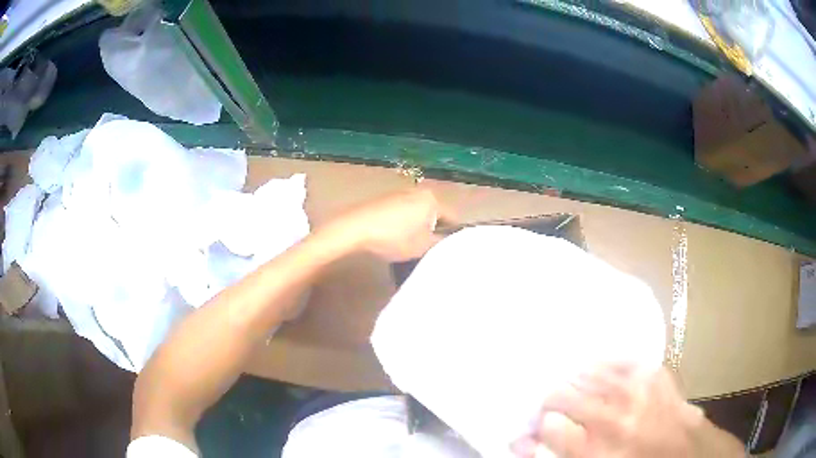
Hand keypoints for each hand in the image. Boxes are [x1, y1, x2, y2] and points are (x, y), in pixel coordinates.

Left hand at [324, 188, 454, 261]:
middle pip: (434, 215)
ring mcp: (399, 194)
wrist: (355, 229)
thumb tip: (451, 244)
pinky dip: (403, 226)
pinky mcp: (383, 201)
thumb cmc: (394, 237)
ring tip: (414, 248)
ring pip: (417, 215)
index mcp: (432, 199)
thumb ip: (442, 244)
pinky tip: (396, 239)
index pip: (453, 219)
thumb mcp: (423, 247)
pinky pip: (401, 214)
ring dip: (418, 229)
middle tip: (433, 252)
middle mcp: (418, 191)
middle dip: (435, 232)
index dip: (454, 237)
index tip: (451, 252)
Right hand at [512, 366, 744, 457]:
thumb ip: (558, 455)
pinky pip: (618, 359)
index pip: (546, 425)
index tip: (544, 425)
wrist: (686, 452)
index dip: (539, 424)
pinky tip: (601, 373)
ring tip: (579, 390)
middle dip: (552, 400)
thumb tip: (526, 439)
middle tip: (557, 407)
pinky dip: (604, 365)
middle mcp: (612, 418)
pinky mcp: (653, 372)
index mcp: (594, 450)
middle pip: (562, 394)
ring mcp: (636, 389)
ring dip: (577, 381)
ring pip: (587, 372)